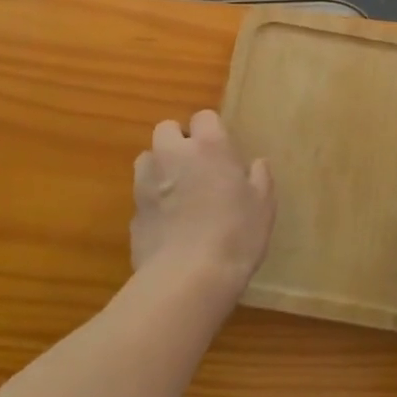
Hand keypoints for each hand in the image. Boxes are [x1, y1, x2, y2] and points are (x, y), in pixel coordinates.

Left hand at [132, 110, 274, 301]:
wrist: (187, 279)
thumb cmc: (236, 235)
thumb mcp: (263, 206)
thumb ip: (260, 178)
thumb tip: (257, 164)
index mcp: (209, 146)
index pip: (204, 117)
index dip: (212, 131)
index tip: (222, 151)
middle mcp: (173, 155)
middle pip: (166, 129)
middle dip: (178, 141)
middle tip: (197, 166)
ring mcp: (147, 182)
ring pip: (147, 158)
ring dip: (160, 167)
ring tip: (178, 191)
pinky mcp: (133, 212)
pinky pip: (142, 194)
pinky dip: (152, 201)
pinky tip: (168, 223)